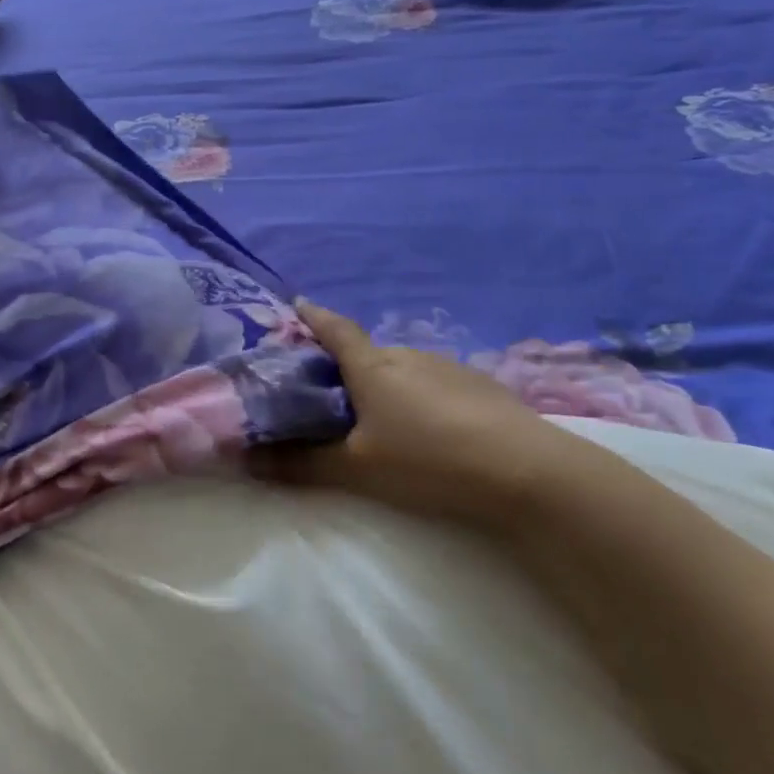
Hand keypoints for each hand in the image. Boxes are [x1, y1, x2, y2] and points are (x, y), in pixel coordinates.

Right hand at [252, 301, 601, 533]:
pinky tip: (428, 428)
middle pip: (367, 353)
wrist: (525, 470)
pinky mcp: (479, 385)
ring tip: (380, 418)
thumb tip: (249, 462)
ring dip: (385, 384)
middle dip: (346, 366)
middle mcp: (407, 355)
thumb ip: (303, 465)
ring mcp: (447, 367)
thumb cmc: (427, 460)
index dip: (313, 317)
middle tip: (331, 394)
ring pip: (402, 369)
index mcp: (372, 366)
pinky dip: (419, 396)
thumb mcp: (357, 469)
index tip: (297, 304)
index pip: (334, 330)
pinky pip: (433, 382)